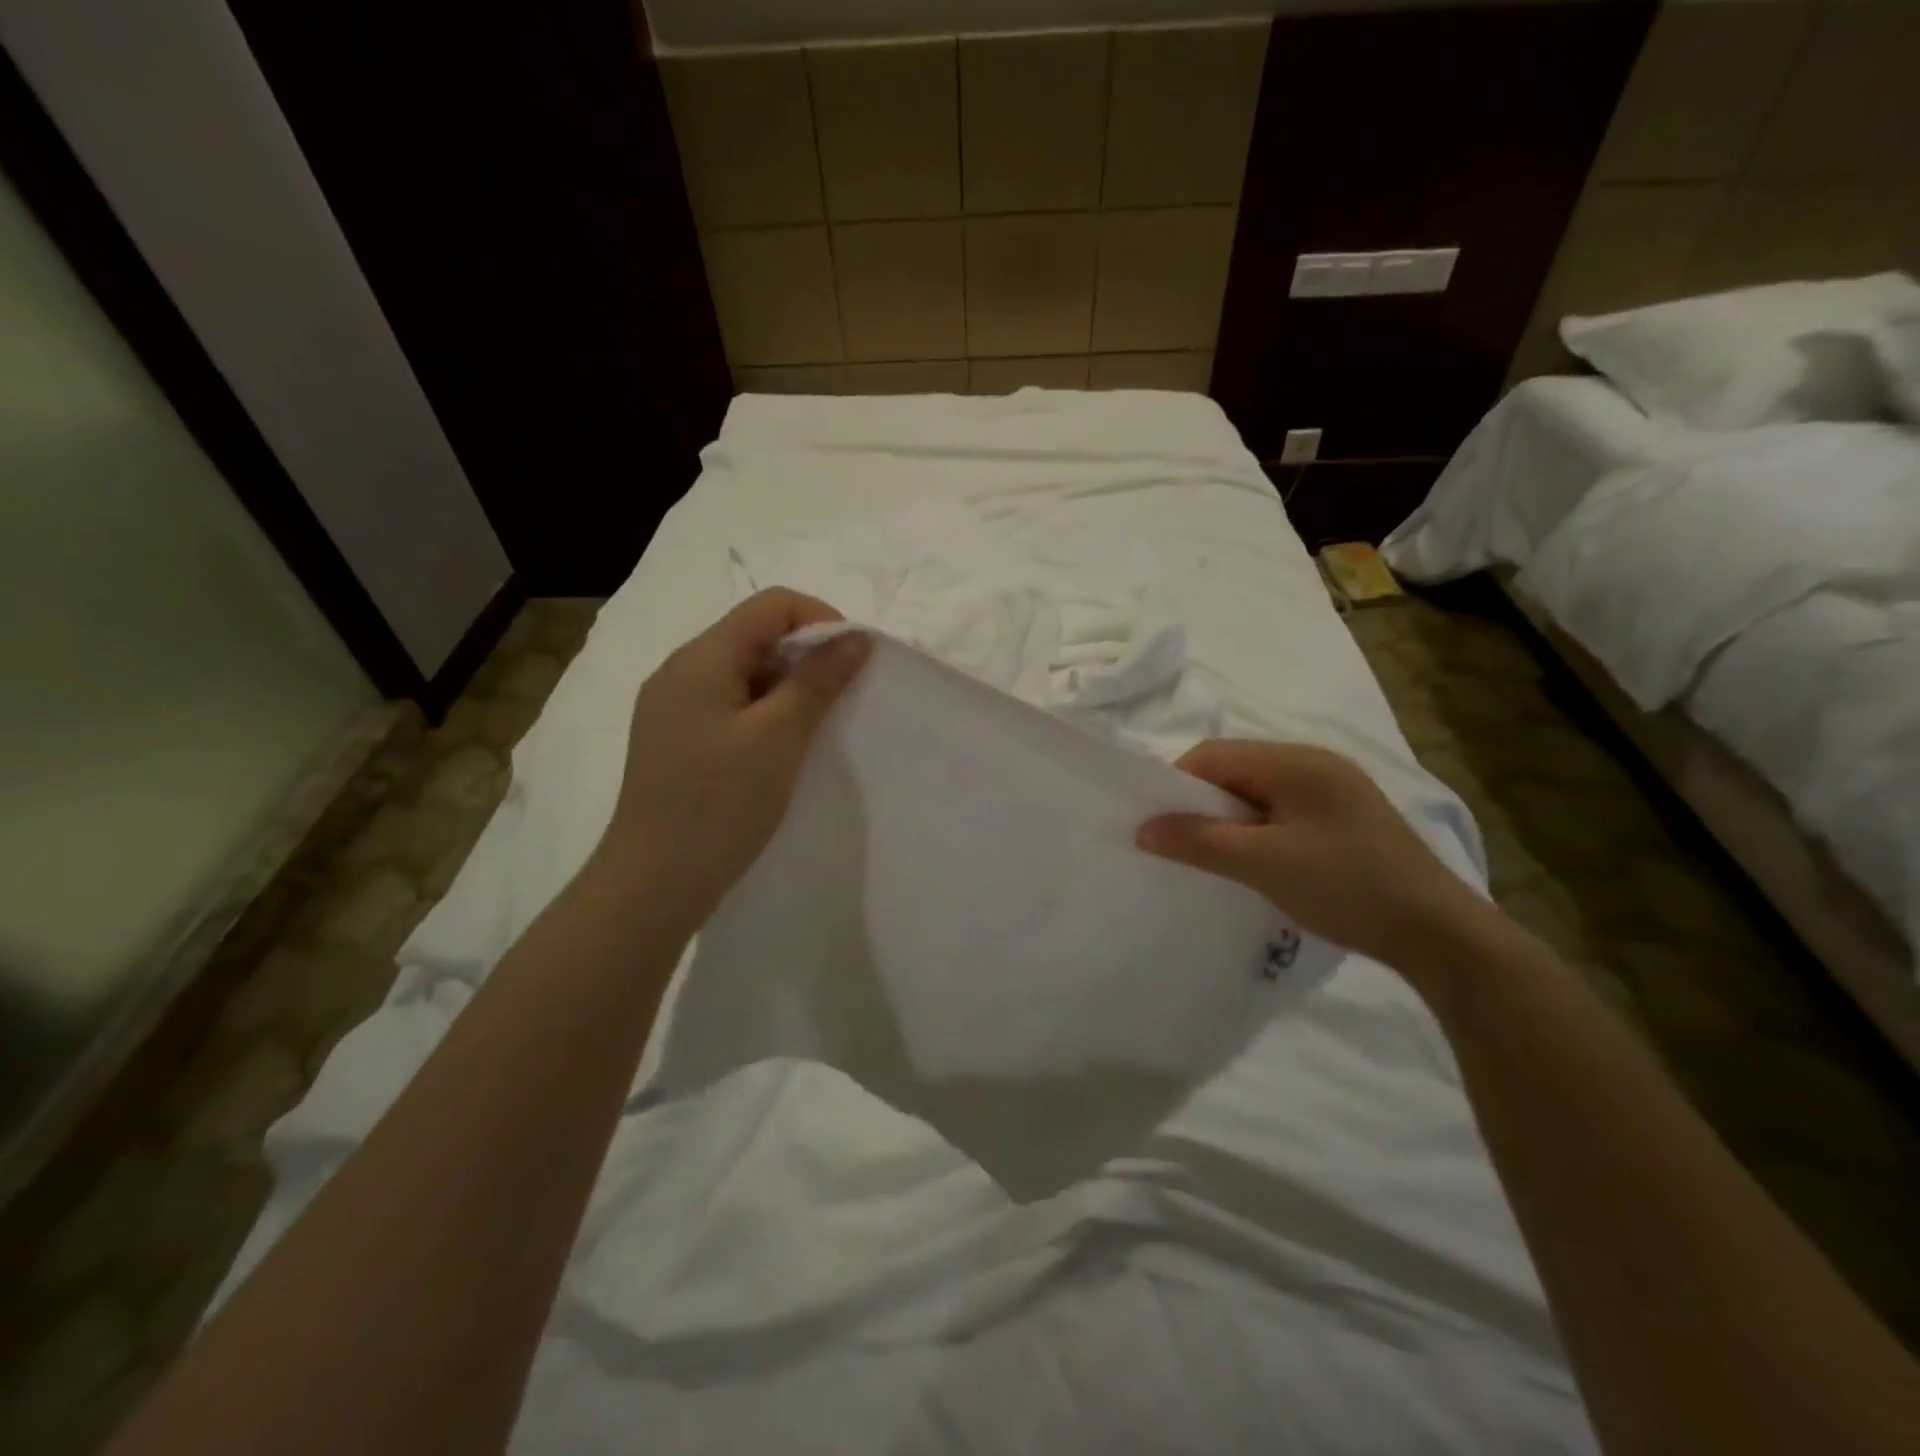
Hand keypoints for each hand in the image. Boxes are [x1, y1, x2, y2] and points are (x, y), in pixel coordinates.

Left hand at [598, 589, 868, 922]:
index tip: (851, 665)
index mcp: (700, 658)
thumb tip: (855, 638)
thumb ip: (817, 681)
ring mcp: (674, 708)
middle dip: (806, 657)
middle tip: (838, 702)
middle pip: (756, 635)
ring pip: (745, 674)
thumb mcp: (778, 737)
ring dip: (787, 689)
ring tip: (814, 731)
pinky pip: (730, 706)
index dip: (820, 621)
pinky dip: (765, 715)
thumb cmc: (718, 804)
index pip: (771, 605)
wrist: (653, 884)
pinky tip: (780, 751)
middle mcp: (681, 672)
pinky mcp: (677, 741)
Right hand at [1137, 740, 1486, 969]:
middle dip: (1202, 803)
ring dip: (1229, 819)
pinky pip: (1281, 810)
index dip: (1178, 786)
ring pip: (1257, 791)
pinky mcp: (1344, 816)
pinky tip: (1255, 860)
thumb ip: (1199, 840)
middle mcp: (1314, 762)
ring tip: (1215, 857)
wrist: (1438, 933)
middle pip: (1235, 769)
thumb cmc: (1346, 886)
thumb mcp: (1263, 863)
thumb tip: (1143, 829)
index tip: (1159, 827)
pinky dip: (1256, 829)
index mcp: (1296, 760)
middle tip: (1182, 845)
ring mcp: (1334, 788)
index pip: (1214, 755)